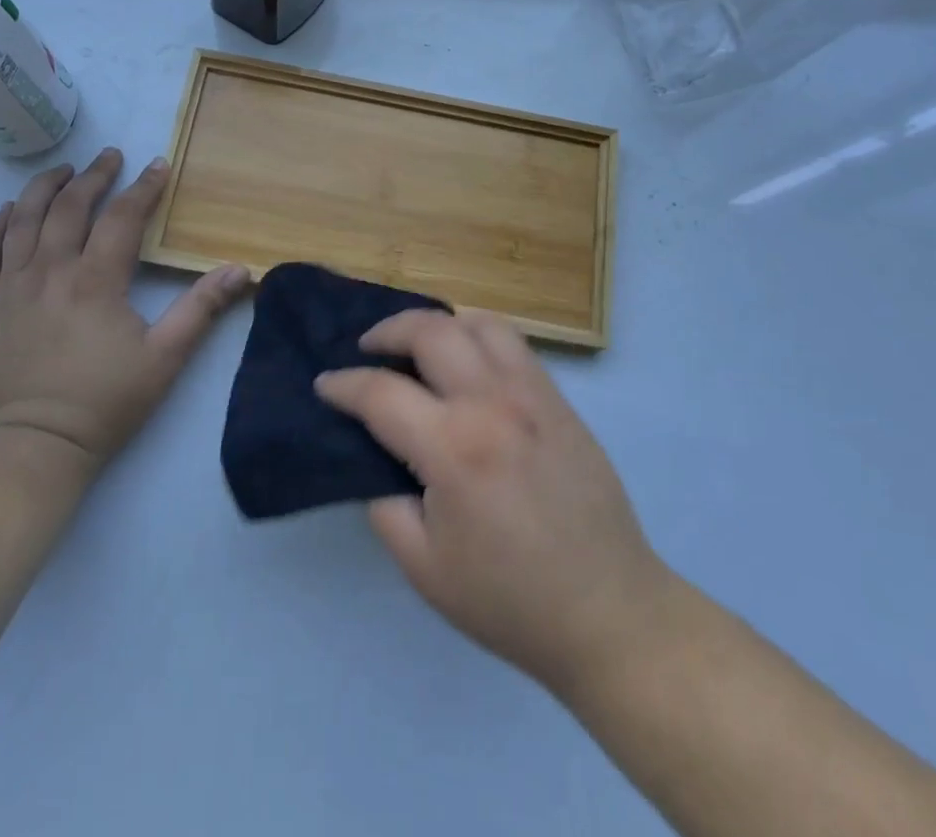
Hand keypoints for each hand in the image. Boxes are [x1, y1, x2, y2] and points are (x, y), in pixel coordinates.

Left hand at [0, 147, 251, 473]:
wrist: (33, 448)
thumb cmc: (103, 403)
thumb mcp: (164, 358)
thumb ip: (201, 309)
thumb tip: (239, 269)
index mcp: (96, 281)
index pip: (122, 218)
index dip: (142, 188)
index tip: (157, 165)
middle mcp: (50, 272)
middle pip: (70, 208)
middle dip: (93, 177)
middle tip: (109, 157)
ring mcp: (11, 288)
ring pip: (23, 222)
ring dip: (44, 189)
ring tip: (62, 171)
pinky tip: (7, 212)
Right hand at [316, 310, 667, 695]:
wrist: (609, 613)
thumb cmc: (510, 601)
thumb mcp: (424, 569)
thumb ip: (385, 505)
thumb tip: (374, 459)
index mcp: (454, 449)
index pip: (381, 393)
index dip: (343, 385)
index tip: (325, 385)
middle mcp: (493, 403)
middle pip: (430, 331)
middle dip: (386, 332)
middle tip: (367, 351)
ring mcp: (533, 394)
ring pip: (478, 323)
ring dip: (438, 325)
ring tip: (419, 348)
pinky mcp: (559, 400)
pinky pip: (513, 344)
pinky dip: (477, 337)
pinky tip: (466, 364)